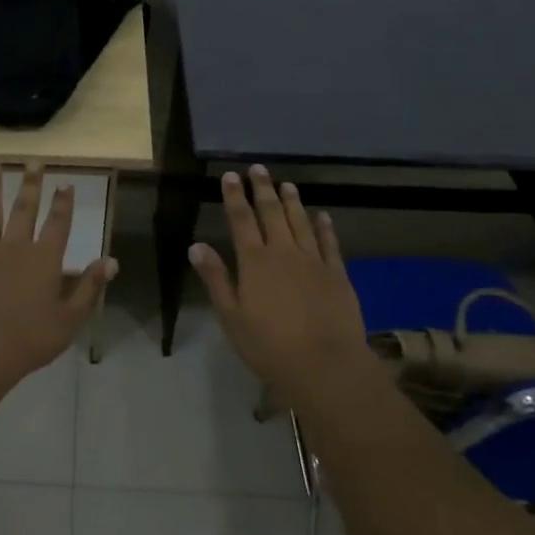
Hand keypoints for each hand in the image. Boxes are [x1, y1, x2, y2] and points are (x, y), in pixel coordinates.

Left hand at [0, 164, 117, 384]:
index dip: (63, 202)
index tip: (65, 182)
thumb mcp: (71, 318)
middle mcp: (15, 248)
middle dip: (30, 184)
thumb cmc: (32, 338)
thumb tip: (112, 260)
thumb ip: (89, 287)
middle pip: (24, 210)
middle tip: (33, 161)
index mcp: (44, 260)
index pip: (58, 224)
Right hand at [189, 166, 367, 395]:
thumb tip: (196, 245)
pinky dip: (325, 226)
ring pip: (301, 222)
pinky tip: (322, 215)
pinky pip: (329, 243)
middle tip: (259, 168)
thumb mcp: (231, 316)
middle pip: (271, 213)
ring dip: (292, 201)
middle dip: (263, 189)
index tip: (230, 175)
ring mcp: (314, 261)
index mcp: (254, 262)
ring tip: (287, 184)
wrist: (326, 365)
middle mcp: (284, 252)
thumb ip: (216, 278)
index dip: (235, 196)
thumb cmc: (269, 346)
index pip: (241, 220)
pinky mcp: (338, 274)